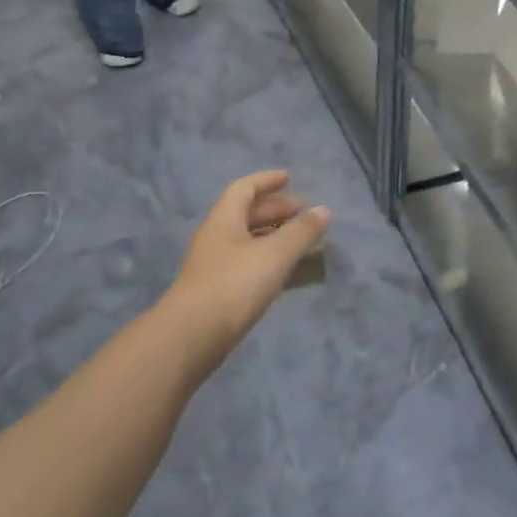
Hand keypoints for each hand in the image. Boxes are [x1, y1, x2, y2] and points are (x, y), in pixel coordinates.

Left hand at [162, 170, 329, 368]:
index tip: (289, 179)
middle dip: (276, 210)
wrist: (192, 338)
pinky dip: (270, 263)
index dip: (267, 181)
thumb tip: (324, 210)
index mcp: (224, 219)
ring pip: (250, 242)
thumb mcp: (275, 254)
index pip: (245, 188)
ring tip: (303, 243)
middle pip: (247, 214)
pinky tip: (289, 275)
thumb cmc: (234, 285)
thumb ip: (301, 232)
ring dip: (275, 238)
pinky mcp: (219, 293)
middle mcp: (217, 237)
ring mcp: (216, 266)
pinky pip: (250, 266)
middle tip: (303, 213)